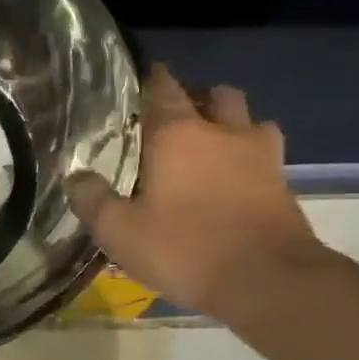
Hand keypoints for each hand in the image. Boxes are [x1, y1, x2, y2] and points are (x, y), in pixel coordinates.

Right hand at [69, 65, 321, 318]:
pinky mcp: (282, 182)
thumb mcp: (120, 232)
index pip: (163, 89)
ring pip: (249, 119)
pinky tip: (235, 179)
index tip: (141, 82)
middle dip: (196, 97)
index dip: (152, 81)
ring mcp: (260, 155)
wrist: (266, 279)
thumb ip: (93, 201)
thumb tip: (76, 177)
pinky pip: (265, 154)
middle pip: (215, 94)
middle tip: (176, 118)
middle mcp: (223, 132)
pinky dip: (249, 156)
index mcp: (178, 134)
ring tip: (212, 144)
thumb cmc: (184, 249)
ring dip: (230, 123)